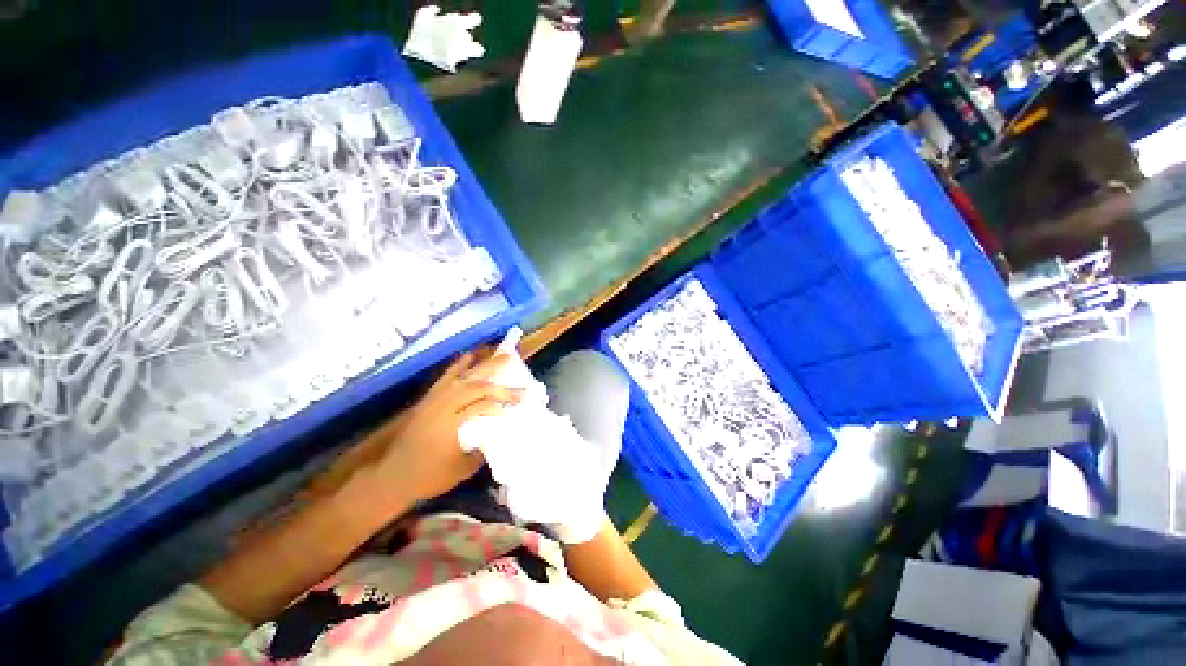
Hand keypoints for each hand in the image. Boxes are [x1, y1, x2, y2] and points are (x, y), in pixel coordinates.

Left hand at [368, 350, 523, 502]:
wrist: (393, 478)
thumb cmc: (430, 477)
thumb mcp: (464, 469)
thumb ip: (484, 449)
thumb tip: (500, 433)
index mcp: (452, 424)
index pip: (484, 404)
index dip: (504, 400)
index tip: (522, 399)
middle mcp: (443, 407)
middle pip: (475, 385)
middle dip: (497, 374)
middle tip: (514, 361)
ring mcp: (434, 401)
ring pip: (462, 377)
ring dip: (482, 365)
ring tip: (497, 354)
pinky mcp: (428, 400)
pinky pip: (445, 378)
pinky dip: (458, 366)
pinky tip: (468, 358)